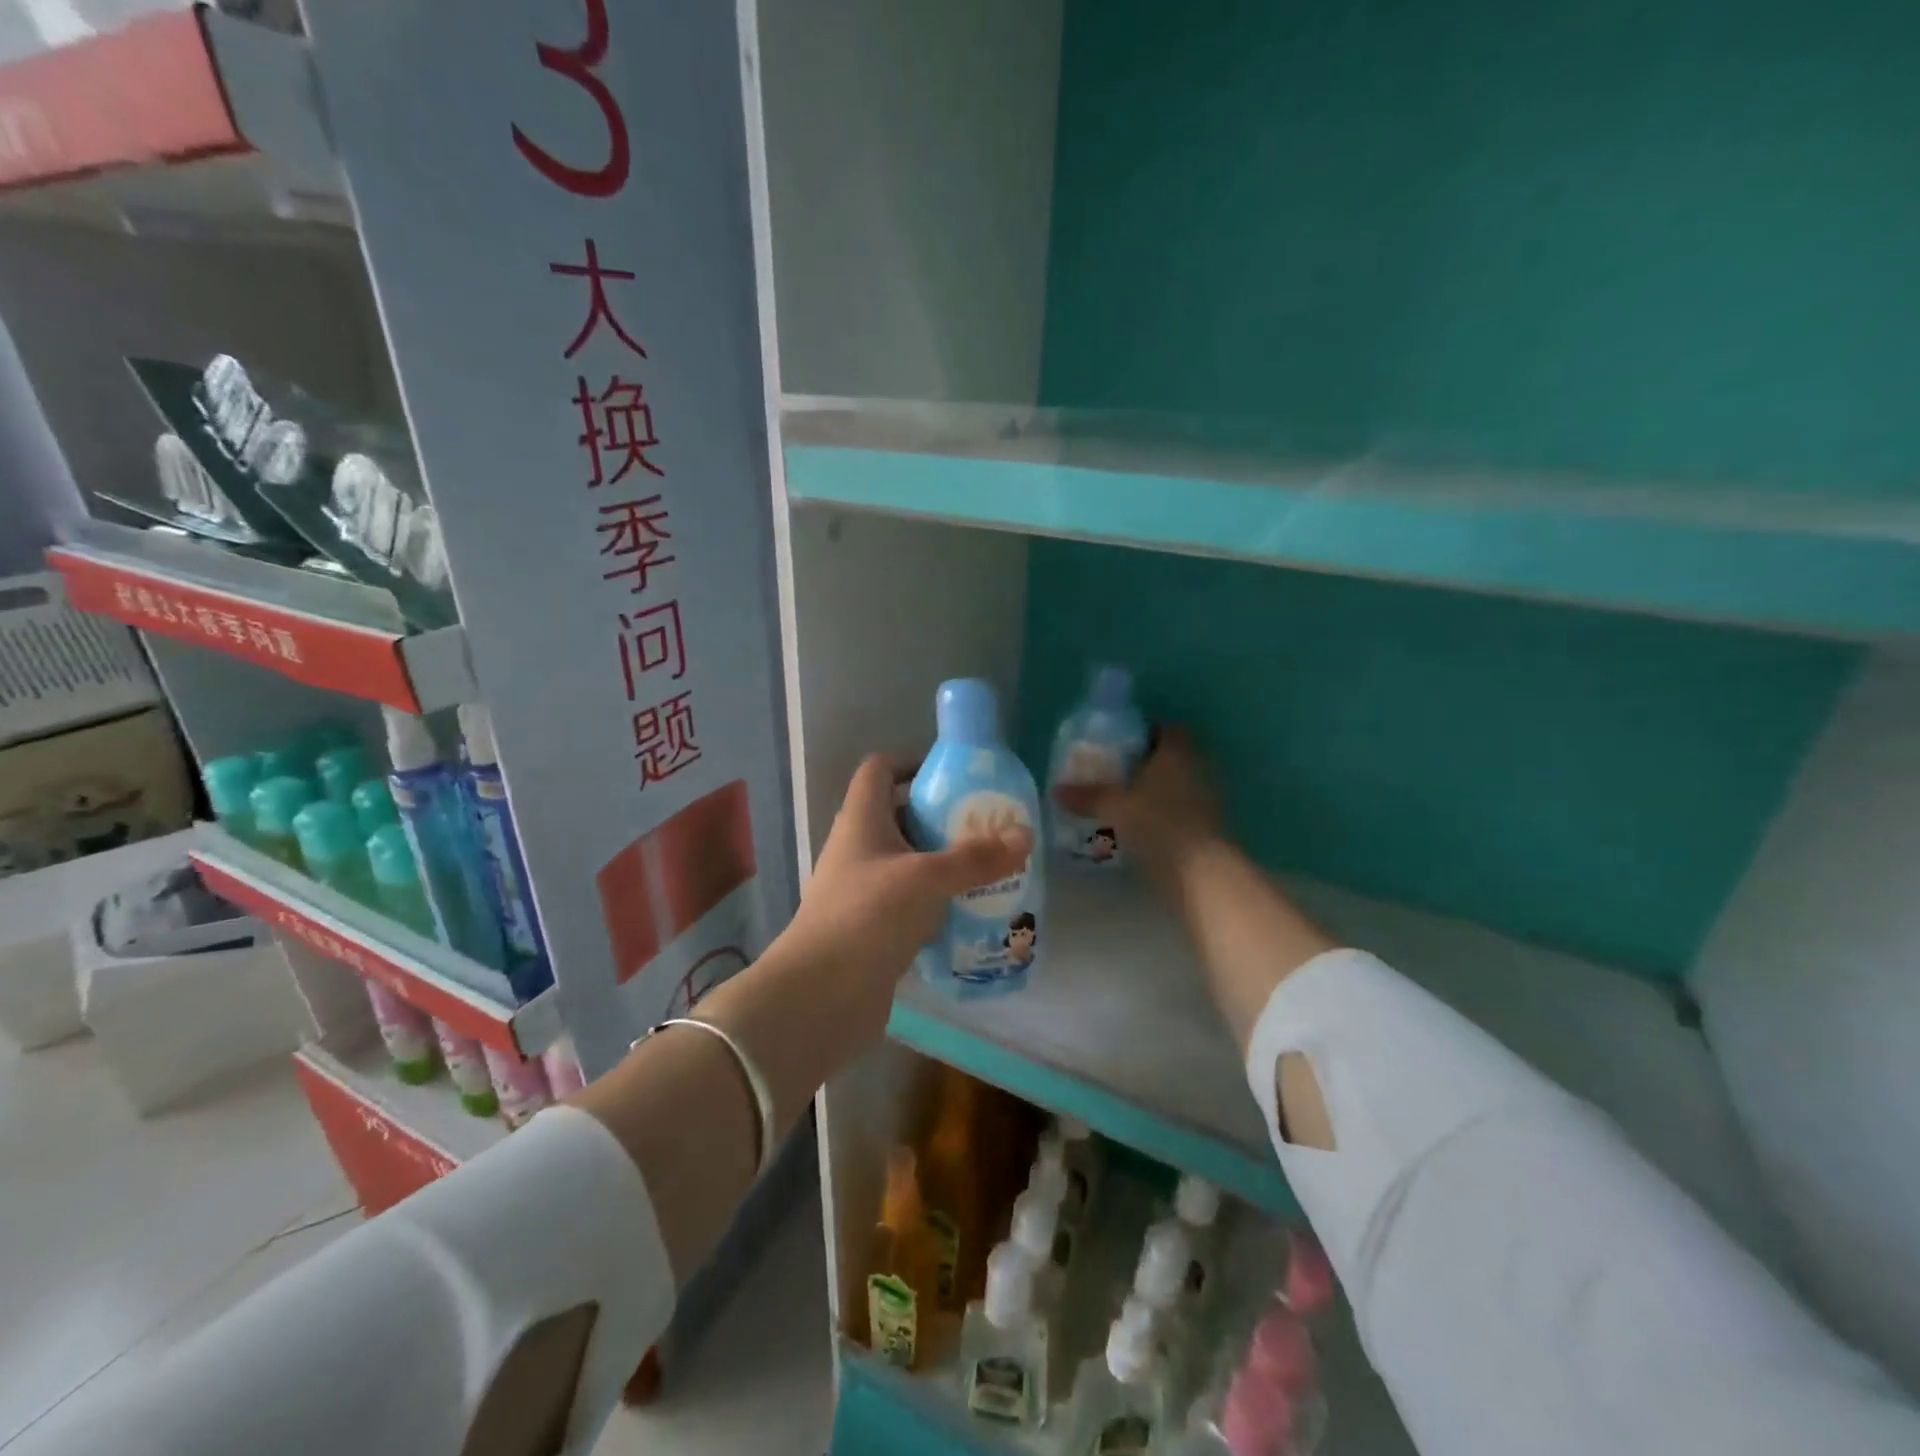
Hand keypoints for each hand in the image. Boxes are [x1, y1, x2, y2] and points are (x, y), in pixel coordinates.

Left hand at [778, 754, 1033, 1038]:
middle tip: (987, 824)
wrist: (821, 996)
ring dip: (943, 862)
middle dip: (941, 817)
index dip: (911, 762)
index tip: (954, 775)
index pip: (879, 770)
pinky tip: (971, 911)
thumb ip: (975, 858)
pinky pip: (910, 902)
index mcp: (861, 821)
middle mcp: (857, 849)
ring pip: (907, 862)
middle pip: (899, 816)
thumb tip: (1025, 834)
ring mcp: (862, 891)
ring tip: (989, 866)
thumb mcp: (927, 879)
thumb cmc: (868, 916)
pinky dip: (937, 901)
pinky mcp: (872, 928)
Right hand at [1054, 728, 1220, 888]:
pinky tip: (1143, 828)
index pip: (1166, 728)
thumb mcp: (1115, 807)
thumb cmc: (1158, 824)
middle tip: (1117, 774)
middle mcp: (1199, 767)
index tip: (1121, 745)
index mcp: (1178, 751)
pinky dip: (1166, 814)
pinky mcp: (1212, 827)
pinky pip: (1184, 810)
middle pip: (1172, 757)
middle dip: (1147, 764)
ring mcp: (1210, 798)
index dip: (1145, 733)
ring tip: (1126, 803)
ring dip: (1157, 791)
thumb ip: (1088, 796)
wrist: (1202, 873)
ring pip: (1179, 785)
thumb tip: (1057, 790)